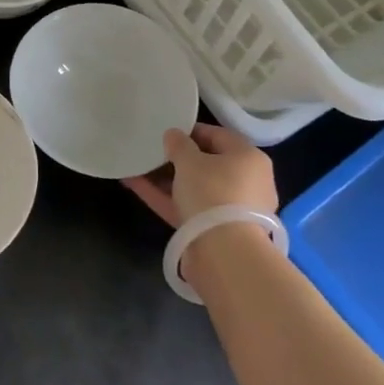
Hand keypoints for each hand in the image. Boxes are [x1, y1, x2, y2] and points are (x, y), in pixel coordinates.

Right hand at [122, 123, 277, 227]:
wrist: (224, 253)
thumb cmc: (213, 193)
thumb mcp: (190, 161)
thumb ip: (179, 144)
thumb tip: (173, 135)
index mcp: (248, 158)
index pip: (218, 136)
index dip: (190, 131)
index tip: (166, 132)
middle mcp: (245, 181)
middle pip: (207, 164)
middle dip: (176, 158)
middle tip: (151, 151)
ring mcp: (229, 209)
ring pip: (194, 188)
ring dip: (165, 178)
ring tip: (136, 167)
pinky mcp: (213, 230)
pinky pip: (187, 207)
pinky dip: (164, 197)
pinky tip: (134, 185)